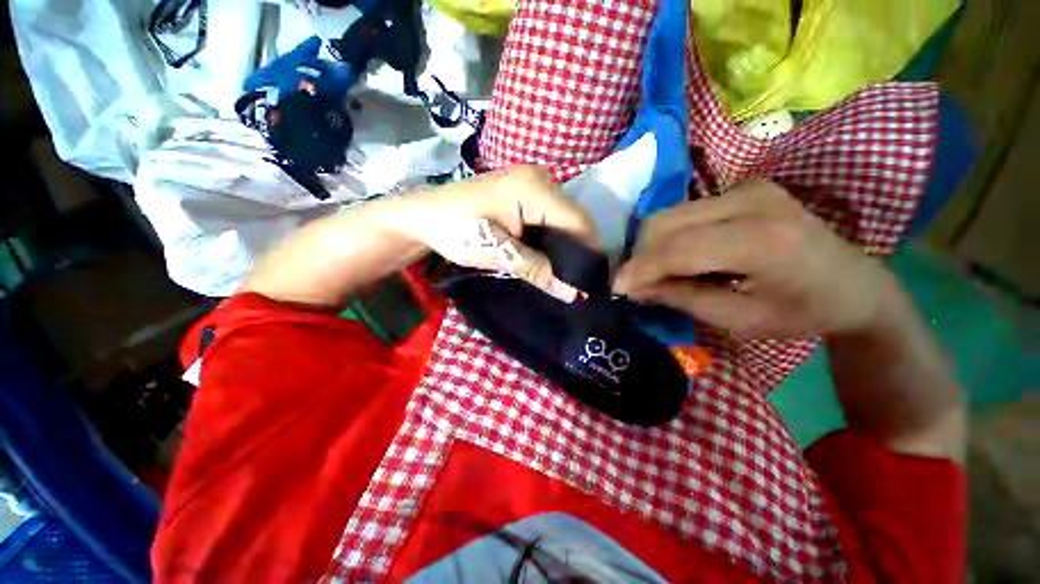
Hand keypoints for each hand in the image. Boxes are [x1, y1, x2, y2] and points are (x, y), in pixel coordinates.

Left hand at [393, 165, 598, 302]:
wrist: (423, 216)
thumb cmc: (455, 230)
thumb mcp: (497, 252)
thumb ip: (538, 270)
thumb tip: (574, 293)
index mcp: (535, 187)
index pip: (578, 221)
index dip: (588, 253)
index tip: (588, 284)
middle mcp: (541, 178)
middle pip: (574, 220)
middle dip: (576, 252)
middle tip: (574, 283)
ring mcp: (533, 183)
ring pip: (563, 220)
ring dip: (563, 248)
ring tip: (561, 273)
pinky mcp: (525, 193)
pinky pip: (549, 218)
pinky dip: (551, 239)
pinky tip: (546, 257)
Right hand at [613, 179, 893, 338]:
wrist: (854, 283)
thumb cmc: (802, 312)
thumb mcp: (738, 319)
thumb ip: (681, 297)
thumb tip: (635, 287)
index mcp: (763, 241)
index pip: (679, 249)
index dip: (640, 269)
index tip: (616, 288)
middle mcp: (752, 200)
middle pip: (665, 222)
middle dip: (641, 256)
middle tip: (637, 283)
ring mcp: (747, 187)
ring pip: (669, 214)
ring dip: (652, 246)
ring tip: (656, 272)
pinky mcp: (742, 187)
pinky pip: (685, 212)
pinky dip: (670, 236)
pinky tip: (678, 257)